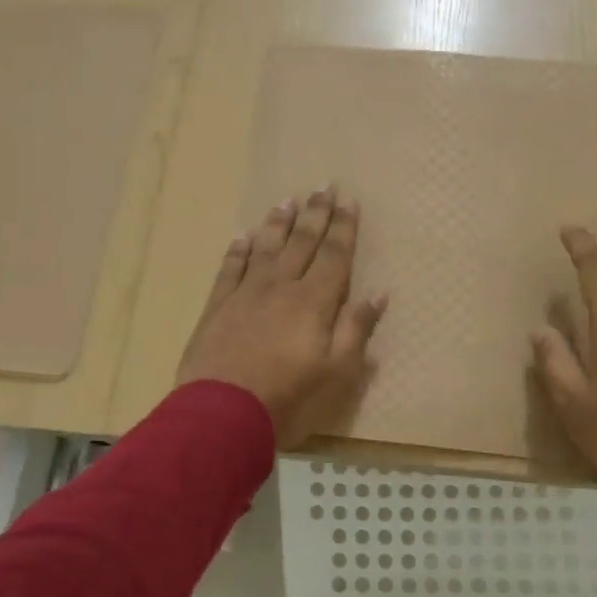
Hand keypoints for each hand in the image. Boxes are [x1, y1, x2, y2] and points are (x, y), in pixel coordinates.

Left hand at [176, 186, 387, 447]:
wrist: (223, 412)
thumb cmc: (288, 395)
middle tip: (323, 185)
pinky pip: (230, 269)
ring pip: (265, 248)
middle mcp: (280, 287)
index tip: (349, 201)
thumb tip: (379, 293)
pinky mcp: (217, 307)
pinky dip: (238, 251)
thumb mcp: (336, 370)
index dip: (343, 228)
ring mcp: (245, 294)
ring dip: (277, 223)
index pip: (334, 255)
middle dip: (315, 213)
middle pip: (301, 242)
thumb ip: (356, 328)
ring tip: (286, 200)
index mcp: (314, 301)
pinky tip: (242, 237)